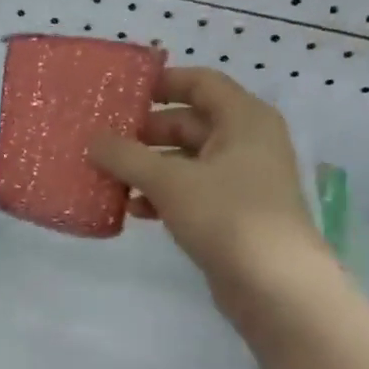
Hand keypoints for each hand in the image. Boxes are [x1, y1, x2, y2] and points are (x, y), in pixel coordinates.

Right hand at [88, 68, 323, 307]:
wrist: (276, 286)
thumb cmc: (228, 216)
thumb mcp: (170, 181)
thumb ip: (127, 157)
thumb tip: (93, 140)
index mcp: (243, 120)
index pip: (200, 82)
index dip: (162, 82)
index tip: (121, 92)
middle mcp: (245, 142)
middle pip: (188, 123)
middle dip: (144, 133)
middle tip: (102, 140)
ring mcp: (239, 180)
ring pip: (185, 161)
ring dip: (147, 167)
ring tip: (108, 177)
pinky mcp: (230, 213)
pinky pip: (189, 191)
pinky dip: (161, 194)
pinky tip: (132, 209)